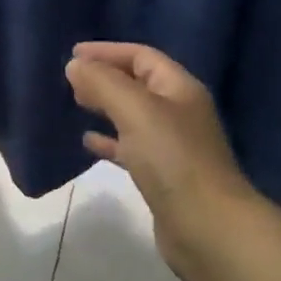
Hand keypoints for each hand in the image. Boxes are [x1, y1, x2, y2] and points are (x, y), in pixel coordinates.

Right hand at [65, 42, 262, 280]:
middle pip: (139, 83)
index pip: (142, 56)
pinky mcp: (164, 176)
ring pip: (134, 115)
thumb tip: (76, 64)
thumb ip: (104, 84)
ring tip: (77, 103)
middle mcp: (179, 112)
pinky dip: (110, 141)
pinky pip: (132, 148)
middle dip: (106, 77)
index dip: (108, 51)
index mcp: (179, 88)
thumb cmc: (173, 160)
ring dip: (107, 106)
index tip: (74, 54)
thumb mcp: (136, 111)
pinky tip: (88, 143)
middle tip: (72, 79)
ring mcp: (174, 146)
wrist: (208, 228)